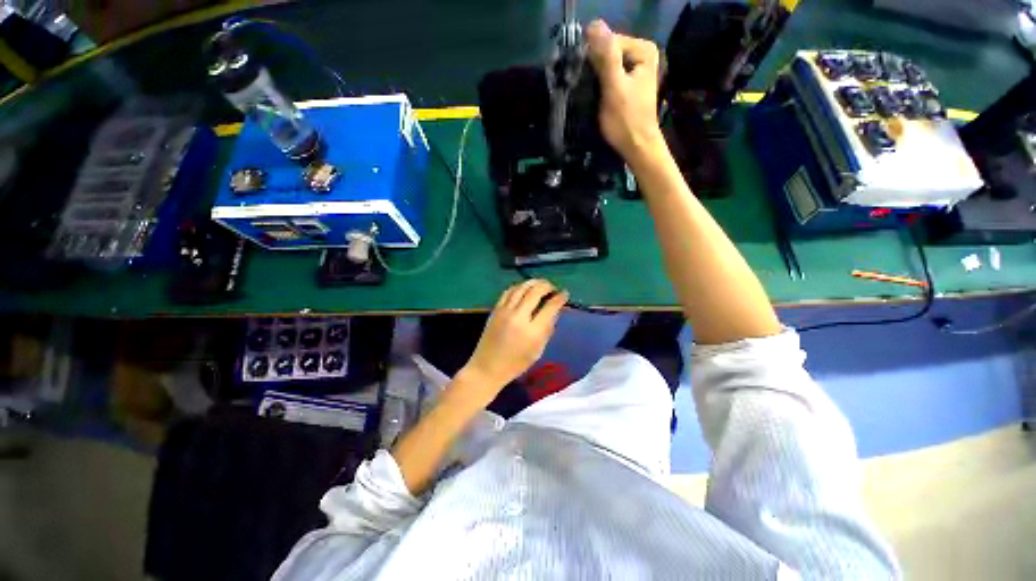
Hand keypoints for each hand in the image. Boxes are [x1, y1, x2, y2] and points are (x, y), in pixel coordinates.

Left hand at [460, 280, 568, 393]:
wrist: (487, 367)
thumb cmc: (516, 363)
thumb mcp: (538, 350)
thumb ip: (548, 328)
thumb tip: (555, 310)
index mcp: (532, 331)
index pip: (550, 307)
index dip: (560, 297)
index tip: (565, 293)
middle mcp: (518, 317)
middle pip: (535, 292)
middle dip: (547, 286)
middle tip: (553, 287)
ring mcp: (505, 312)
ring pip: (521, 288)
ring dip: (533, 282)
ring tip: (541, 284)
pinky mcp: (495, 310)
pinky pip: (508, 292)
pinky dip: (519, 286)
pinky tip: (524, 288)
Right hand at [586, 20, 663, 165]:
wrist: (637, 147)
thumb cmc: (626, 120)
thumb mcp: (614, 87)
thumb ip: (606, 56)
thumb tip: (592, 24)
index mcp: (643, 49)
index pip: (608, 41)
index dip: (593, 58)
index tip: (585, 79)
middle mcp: (641, 54)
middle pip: (608, 52)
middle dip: (595, 68)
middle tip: (587, 89)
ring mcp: (635, 69)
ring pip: (607, 65)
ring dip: (595, 77)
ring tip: (589, 94)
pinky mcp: (628, 83)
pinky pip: (609, 76)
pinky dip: (600, 84)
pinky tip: (596, 96)